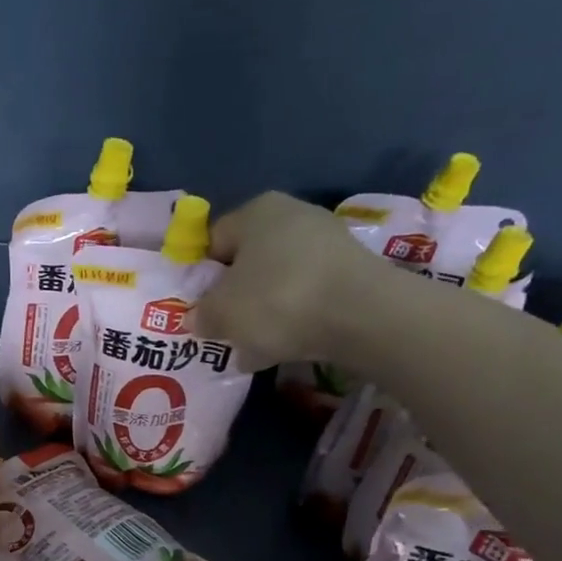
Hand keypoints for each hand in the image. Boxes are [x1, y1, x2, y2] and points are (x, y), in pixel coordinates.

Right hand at [193, 192, 403, 370]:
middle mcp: (293, 216)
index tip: (199, 308)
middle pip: (248, 262)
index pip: (213, 240)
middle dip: (234, 298)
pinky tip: (284, 348)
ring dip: (262, 313)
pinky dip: (293, 319)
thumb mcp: (221, 313)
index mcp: (256, 211)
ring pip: (277, 282)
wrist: (362, 315)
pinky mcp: (350, 272)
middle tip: (225, 330)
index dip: (201, 276)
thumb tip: (200, 318)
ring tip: (252, 349)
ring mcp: (327, 243)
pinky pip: (307, 296)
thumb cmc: (277, 300)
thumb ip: (202, 315)